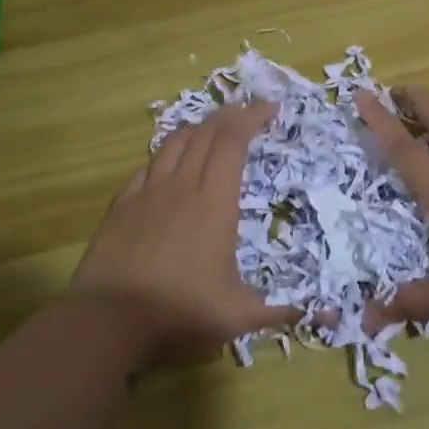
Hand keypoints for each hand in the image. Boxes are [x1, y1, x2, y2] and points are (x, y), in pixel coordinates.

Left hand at [70, 101, 277, 368]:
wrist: (107, 321)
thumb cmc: (179, 311)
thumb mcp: (238, 317)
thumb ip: (280, 312)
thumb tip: (321, 314)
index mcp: (215, 202)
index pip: (233, 142)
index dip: (252, 118)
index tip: (271, 108)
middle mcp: (182, 186)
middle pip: (206, 134)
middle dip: (230, 116)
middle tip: (248, 112)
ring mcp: (147, 193)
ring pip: (174, 144)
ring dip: (197, 129)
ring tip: (212, 130)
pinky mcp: (121, 206)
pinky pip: (147, 168)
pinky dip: (165, 157)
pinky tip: (167, 167)